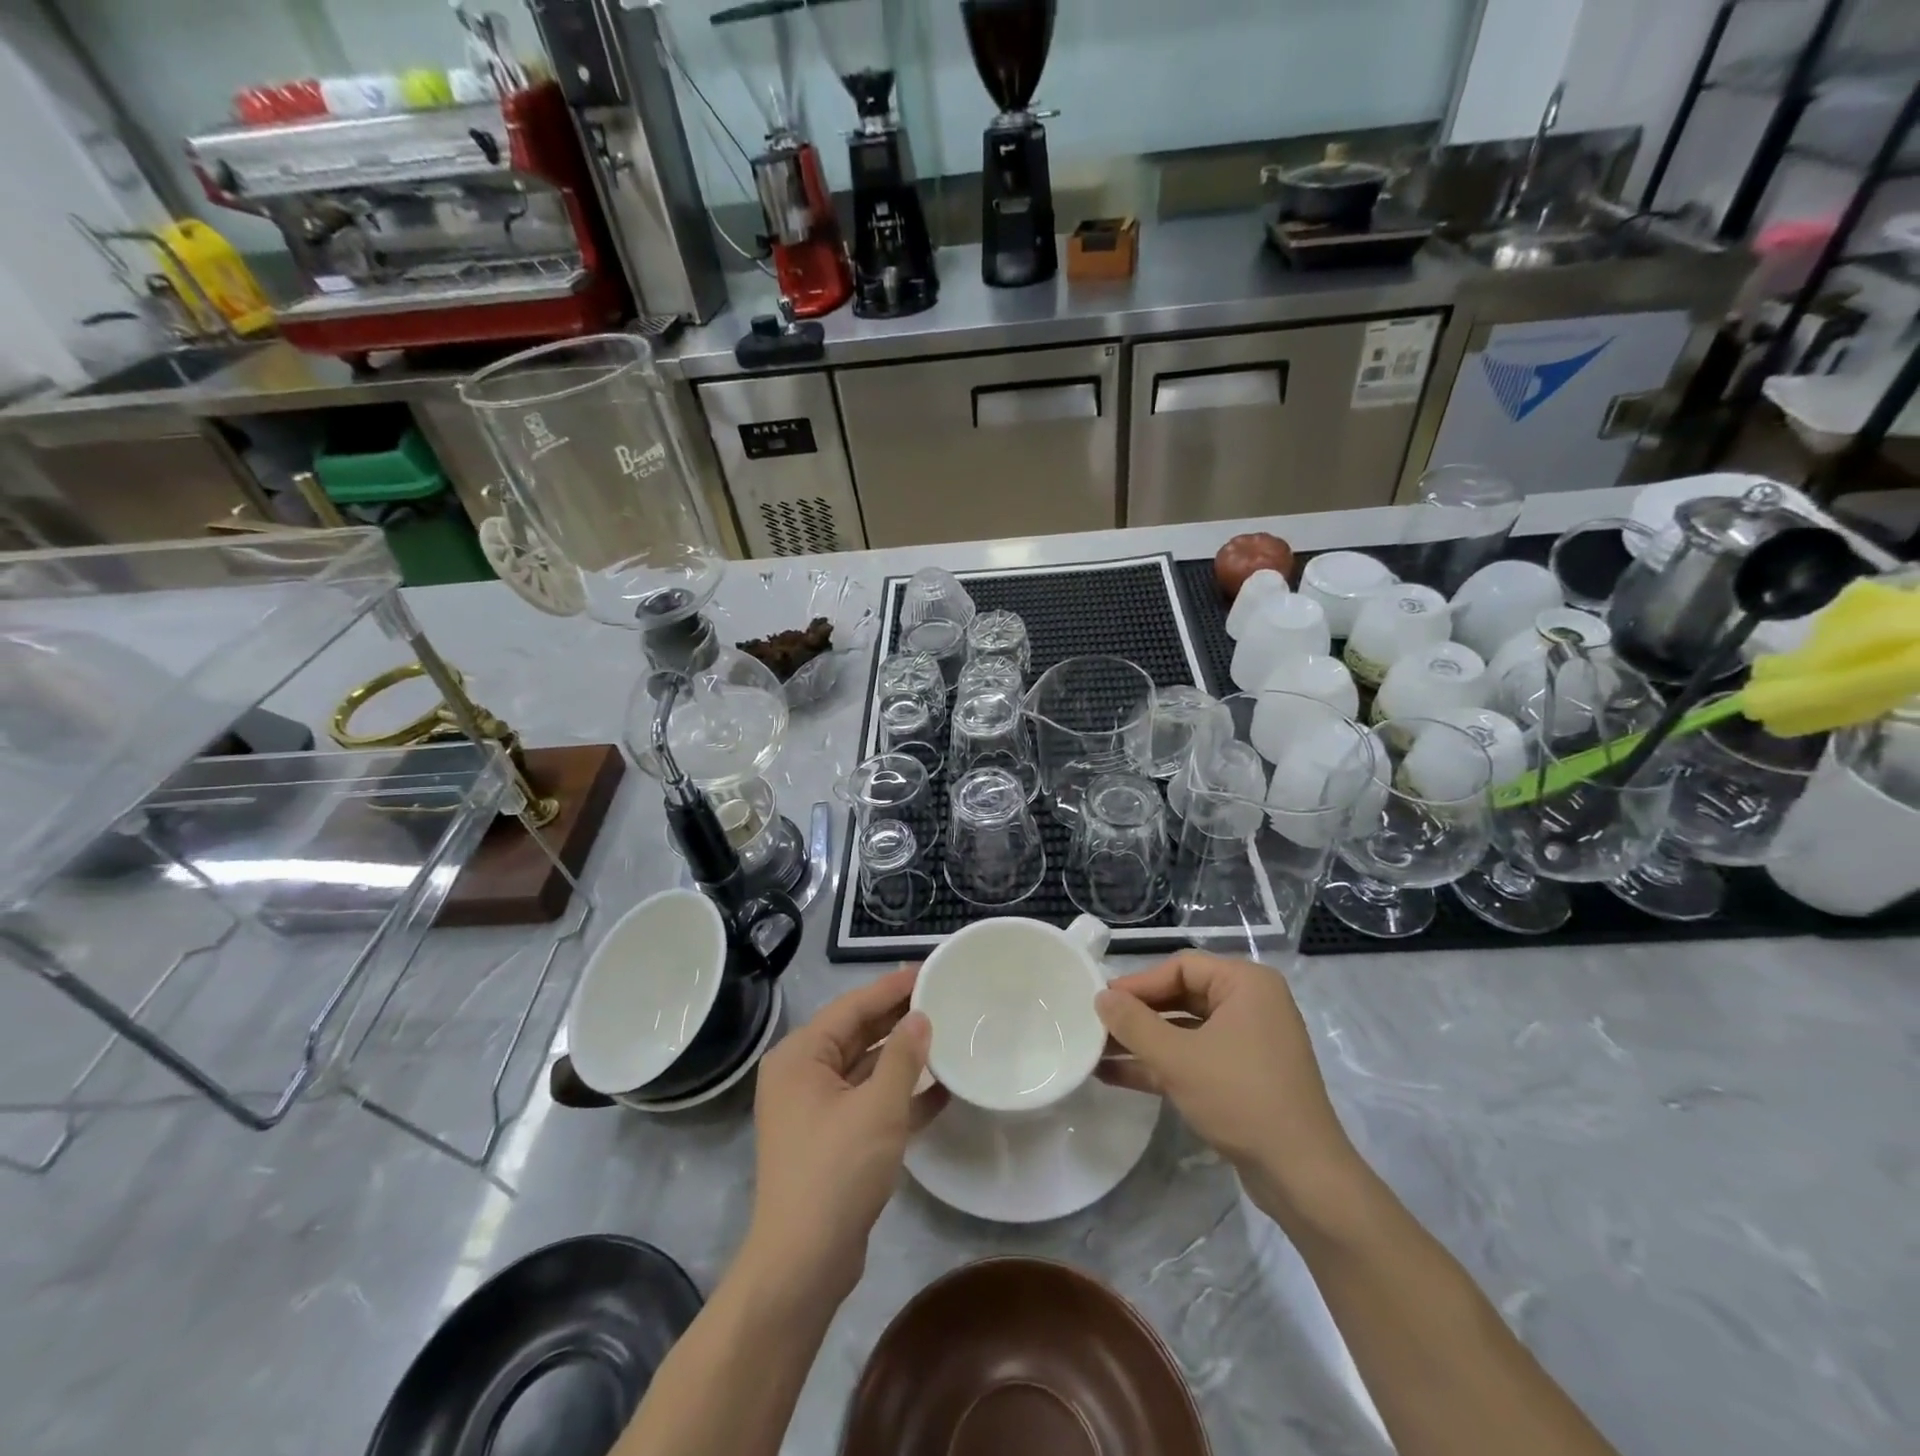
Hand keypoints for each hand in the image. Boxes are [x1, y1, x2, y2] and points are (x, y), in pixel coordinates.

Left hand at [747, 966, 945, 1292]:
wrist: (803, 1265)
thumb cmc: (836, 1171)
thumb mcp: (878, 1107)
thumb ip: (903, 1056)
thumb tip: (920, 1017)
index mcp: (801, 1057)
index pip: (852, 1007)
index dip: (891, 987)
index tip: (928, 969)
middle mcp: (802, 1075)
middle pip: (857, 1034)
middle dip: (898, 1018)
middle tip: (942, 996)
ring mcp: (815, 1109)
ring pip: (865, 1068)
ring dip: (902, 1057)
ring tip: (946, 1035)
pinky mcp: (831, 1139)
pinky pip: (868, 1101)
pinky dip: (899, 1094)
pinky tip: (941, 1089)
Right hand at [1096, 951, 1364, 1230]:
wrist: (1302, 1177)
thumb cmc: (1240, 1097)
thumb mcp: (1178, 1058)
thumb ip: (1133, 1023)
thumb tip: (1100, 997)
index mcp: (1246, 984)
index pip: (1181, 967)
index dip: (1138, 983)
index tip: (1101, 1001)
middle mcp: (1251, 1005)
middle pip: (1181, 996)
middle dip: (1138, 1014)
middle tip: (1096, 1024)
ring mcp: (1249, 1043)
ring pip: (1184, 1030)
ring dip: (1143, 1042)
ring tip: (1096, 1050)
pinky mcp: (1244, 1077)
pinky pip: (1195, 1057)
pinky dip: (1161, 1064)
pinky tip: (1117, 1075)